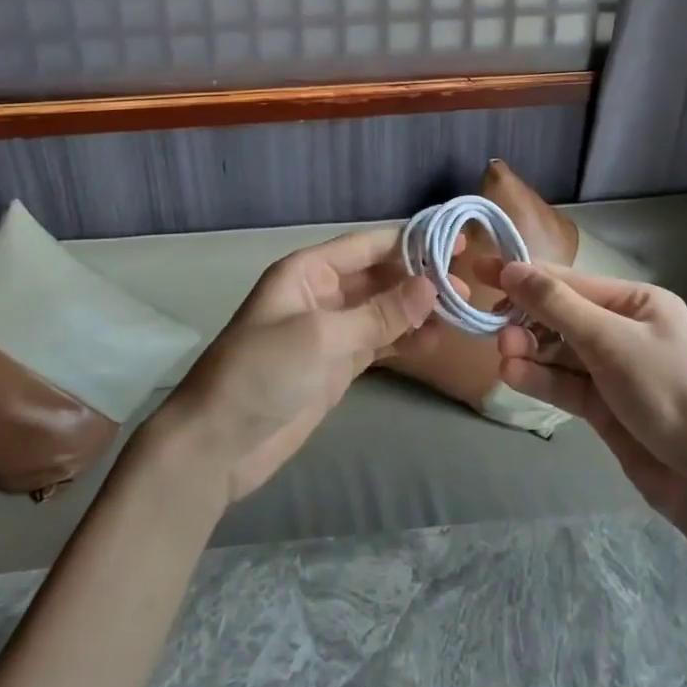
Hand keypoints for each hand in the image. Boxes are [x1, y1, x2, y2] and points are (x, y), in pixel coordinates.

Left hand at [157, 228, 442, 501]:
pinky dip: (405, 340)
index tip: (457, 244)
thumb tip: (432, 286)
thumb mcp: (321, 336)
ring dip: (417, 311)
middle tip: (468, 288)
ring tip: (462, 314)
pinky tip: (435, 341)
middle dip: (420, 279)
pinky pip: (379, 342)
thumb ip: (379, 313)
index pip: (368, 245)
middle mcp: (322, 293)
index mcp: (308, 271)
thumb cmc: (262, 373)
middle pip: (379, 276)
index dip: (411, 241)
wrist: (218, 444)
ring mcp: (330, 330)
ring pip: (383, 310)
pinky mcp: (337, 365)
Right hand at [492, 261, 686, 529]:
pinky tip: (513, 376)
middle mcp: (624, 330)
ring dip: (529, 351)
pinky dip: (540, 379)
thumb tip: (511, 268)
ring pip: (559, 352)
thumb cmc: (671, 393)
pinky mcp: (605, 408)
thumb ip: (557, 306)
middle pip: (561, 316)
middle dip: (526, 319)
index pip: (569, 281)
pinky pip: (565, 384)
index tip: (481, 271)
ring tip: (503, 356)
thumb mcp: (612, 341)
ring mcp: (615, 371)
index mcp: (636, 302)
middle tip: (491, 327)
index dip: (524, 276)